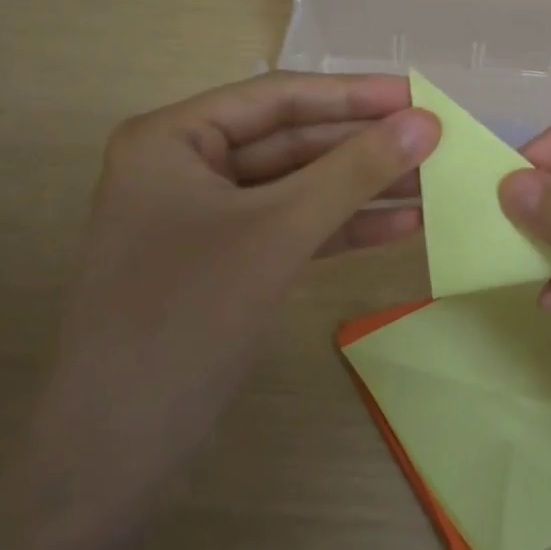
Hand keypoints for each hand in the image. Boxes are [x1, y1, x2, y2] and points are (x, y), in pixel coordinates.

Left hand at [9, 73, 439, 546]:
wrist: (114, 455)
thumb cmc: (186, 319)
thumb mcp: (277, 233)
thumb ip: (353, 172)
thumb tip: (426, 122)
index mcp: (172, 138)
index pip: (276, 98)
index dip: (353, 95)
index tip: (418, 94)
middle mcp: (185, 167)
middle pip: (290, 141)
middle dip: (362, 146)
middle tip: (436, 140)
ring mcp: (205, 218)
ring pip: (297, 188)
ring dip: (362, 188)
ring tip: (433, 182)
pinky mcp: (225, 263)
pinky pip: (291, 229)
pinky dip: (342, 228)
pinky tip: (401, 227)